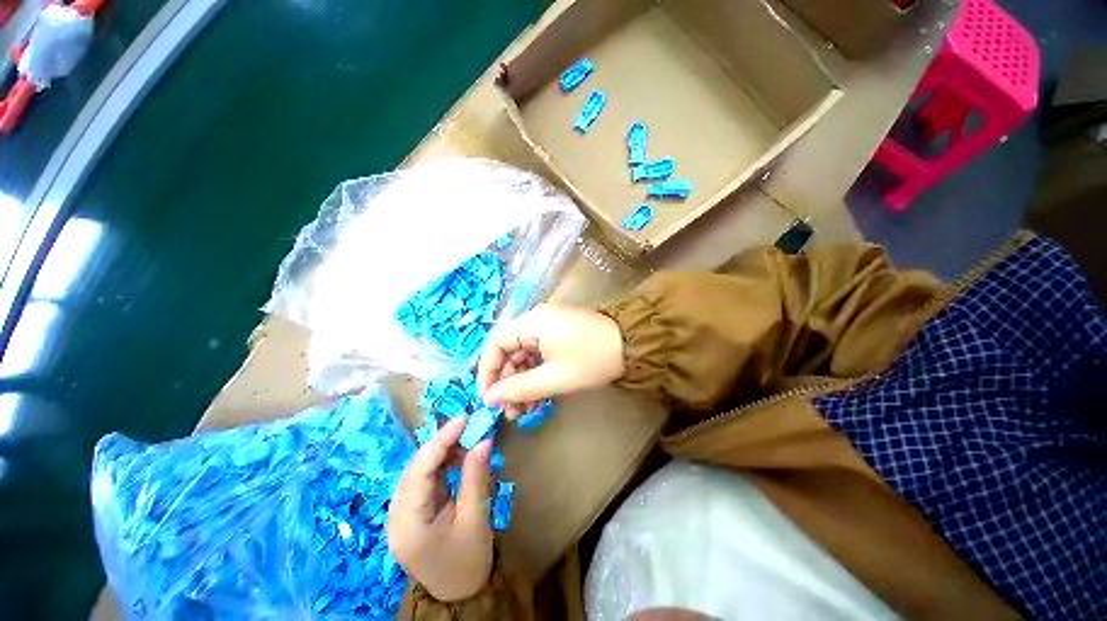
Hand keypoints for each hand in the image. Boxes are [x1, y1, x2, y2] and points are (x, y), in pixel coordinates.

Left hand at [388, 418, 493, 601]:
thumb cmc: (468, 560)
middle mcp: (396, 515)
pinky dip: (442, 462)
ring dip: (443, 451)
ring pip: (419, 470)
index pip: (418, 471)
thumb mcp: (476, 518)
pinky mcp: (412, 509)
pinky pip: (425, 477)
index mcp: (407, 524)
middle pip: (415, 468)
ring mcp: (402, 512)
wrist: (459, 593)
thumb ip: (476, 477)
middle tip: (469, 426)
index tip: (463, 419)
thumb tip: (483, 439)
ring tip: (468, 440)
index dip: (440, 441)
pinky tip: (459, 456)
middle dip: (442, 443)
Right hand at [477, 304, 625, 418]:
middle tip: (510, 412)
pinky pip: (538, 355)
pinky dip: (536, 376)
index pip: (495, 343)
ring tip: (525, 412)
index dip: (487, 370)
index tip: (487, 398)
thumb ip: (519, 388)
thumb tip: (488, 399)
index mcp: (532, 322)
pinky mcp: (559, 335)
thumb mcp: (555, 377)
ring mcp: (548, 327)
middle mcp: (536, 320)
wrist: (632, 345)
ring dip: (522, 383)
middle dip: (508, 383)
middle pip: (509, 351)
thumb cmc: (593, 359)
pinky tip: (538, 399)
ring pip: (524, 356)